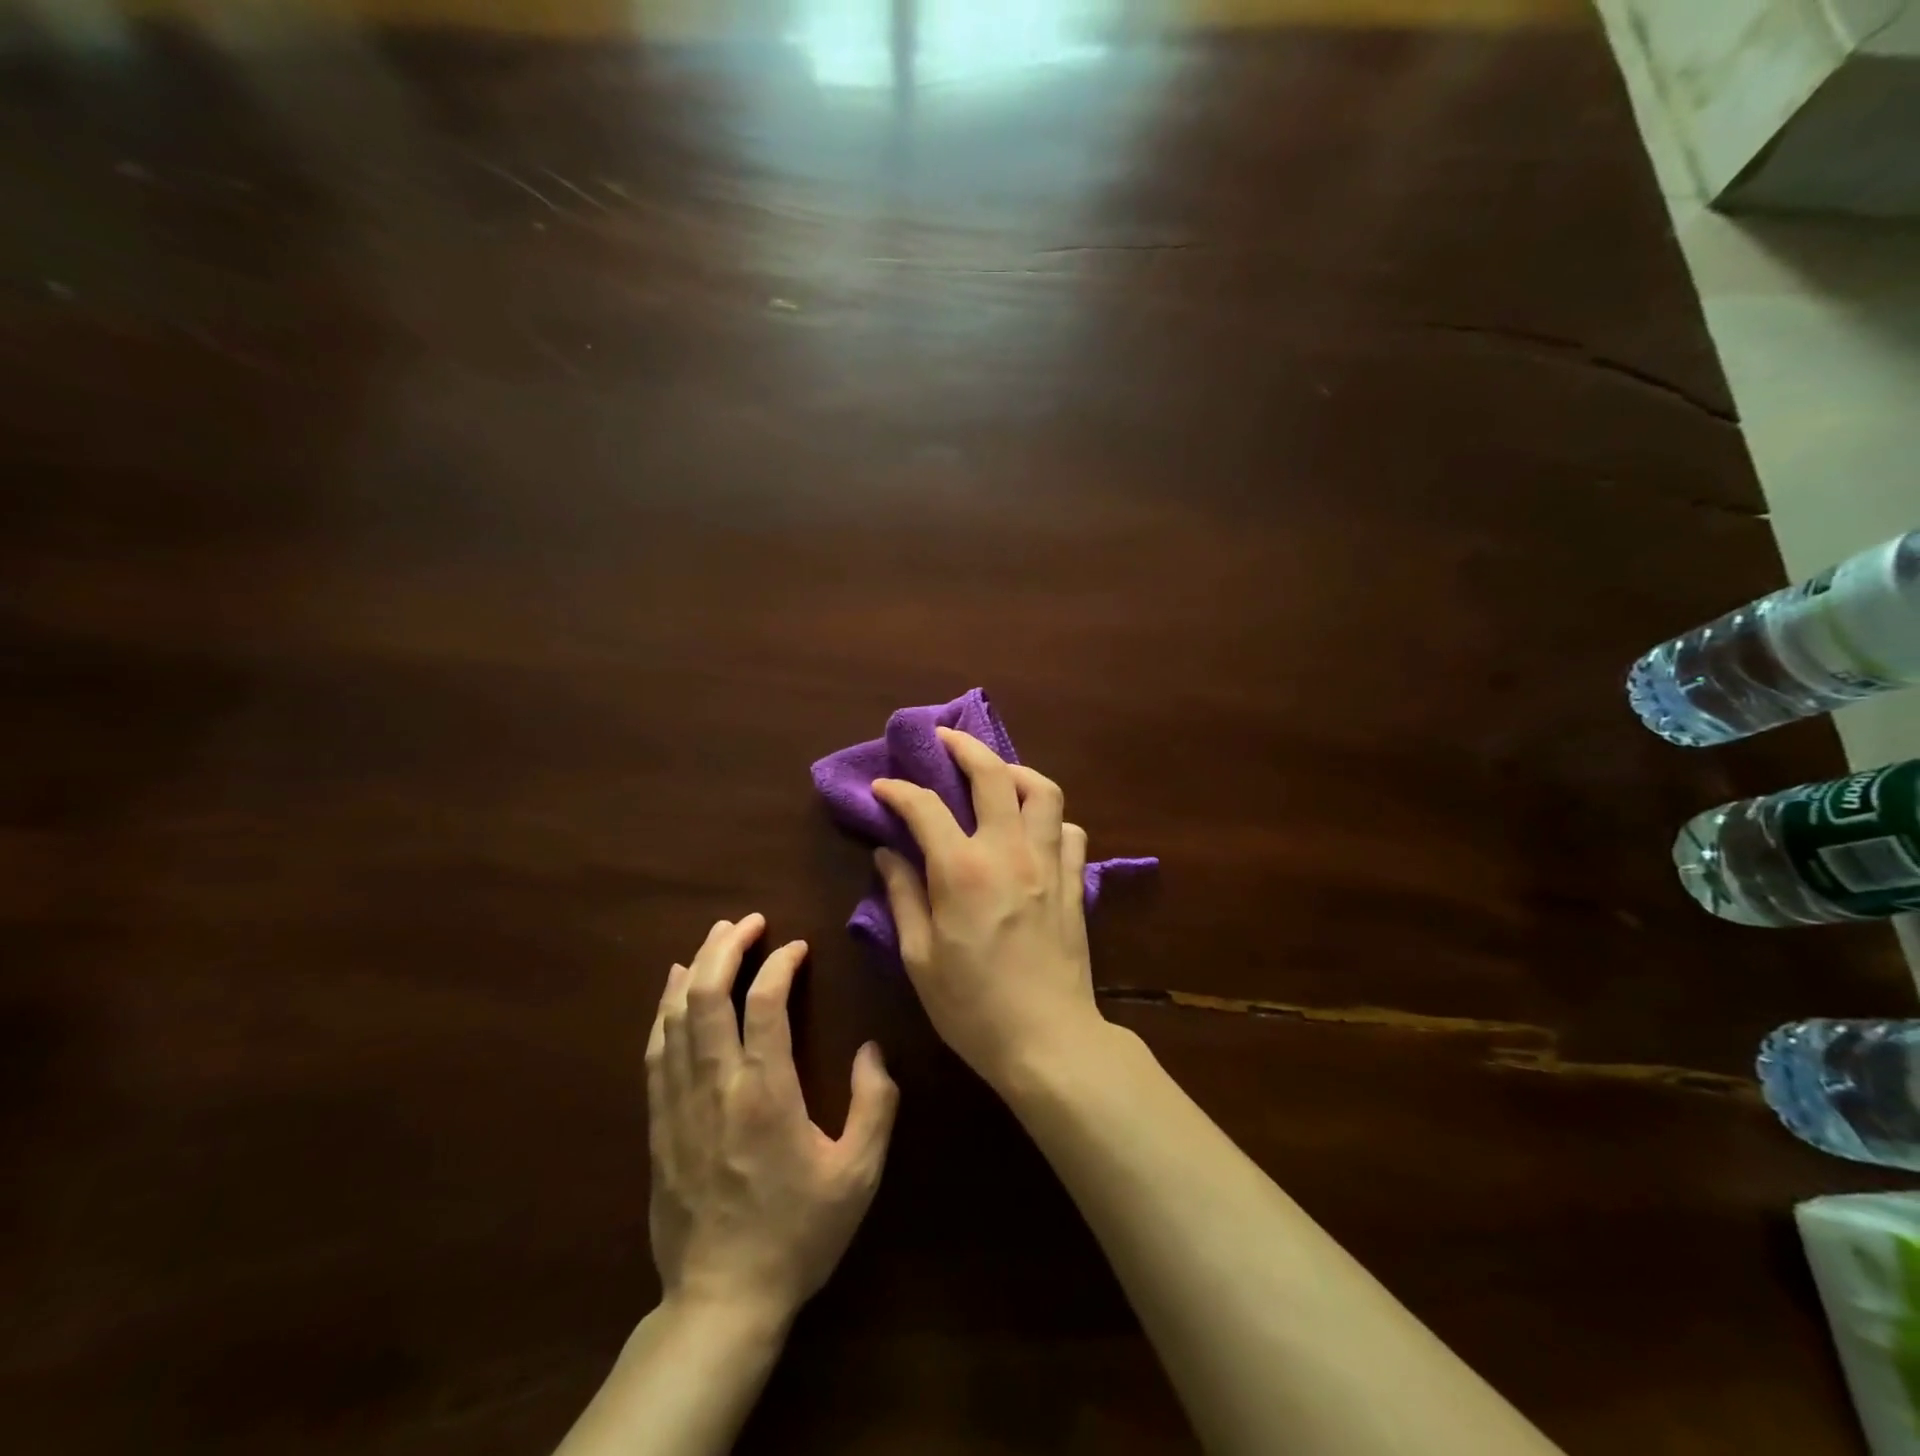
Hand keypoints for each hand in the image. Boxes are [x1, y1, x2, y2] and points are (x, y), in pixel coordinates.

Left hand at [645, 914, 897, 1323]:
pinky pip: (655, 1051)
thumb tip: (871, 1050)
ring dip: (696, 969)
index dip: (779, 965)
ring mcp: (680, 1104)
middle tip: (748, 920)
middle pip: (709, 996)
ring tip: (715, 937)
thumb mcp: (858, 1176)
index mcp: (765, 1093)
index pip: (763, 1004)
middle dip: (727, 947)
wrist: (721, 1301)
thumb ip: (875, 1106)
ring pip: (676, 1017)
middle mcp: (716, 1086)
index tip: (797, 947)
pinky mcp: (659, 1124)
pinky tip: (674, 990)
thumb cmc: (797, 1234)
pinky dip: (664, 1010)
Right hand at [871, 728, 1108, 1090]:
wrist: (1047, 1041)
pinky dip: (1050, 818)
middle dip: (964, 746)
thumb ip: (903, 896)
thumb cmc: (972, 1007)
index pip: (925, 807)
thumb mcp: (919, 957)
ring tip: (995, 775)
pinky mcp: (1074, 882)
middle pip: (993, 774)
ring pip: (1044, 791)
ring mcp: (1048, 864)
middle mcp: (1009, 852)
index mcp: (963, 871)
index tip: (883, 787)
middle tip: (944, 738)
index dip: (899, 790)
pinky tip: (1032, 829)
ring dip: (1016, 772)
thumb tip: (888, 854)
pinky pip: (1069, 830)